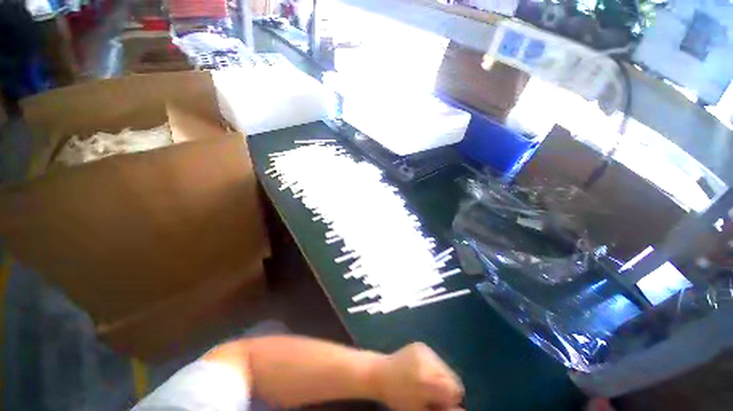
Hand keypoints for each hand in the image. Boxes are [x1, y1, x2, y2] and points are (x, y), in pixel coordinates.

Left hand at [371, 342, 463, 410]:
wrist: (380, 373)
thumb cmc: (398, 398)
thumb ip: (442, 410)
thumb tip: (462, 410)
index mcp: (428, 379)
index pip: (456, 389)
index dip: (450, 399)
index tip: (438, 402)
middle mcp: (428, 361)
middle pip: (452, 377)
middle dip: (445, 387)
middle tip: (430, 393)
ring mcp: (425, 350)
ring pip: (445, 367)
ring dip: (440, 377)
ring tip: (424, 382)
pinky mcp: (421, 345)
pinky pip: (436, 359)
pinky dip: (433, 367)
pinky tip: (420, 371)